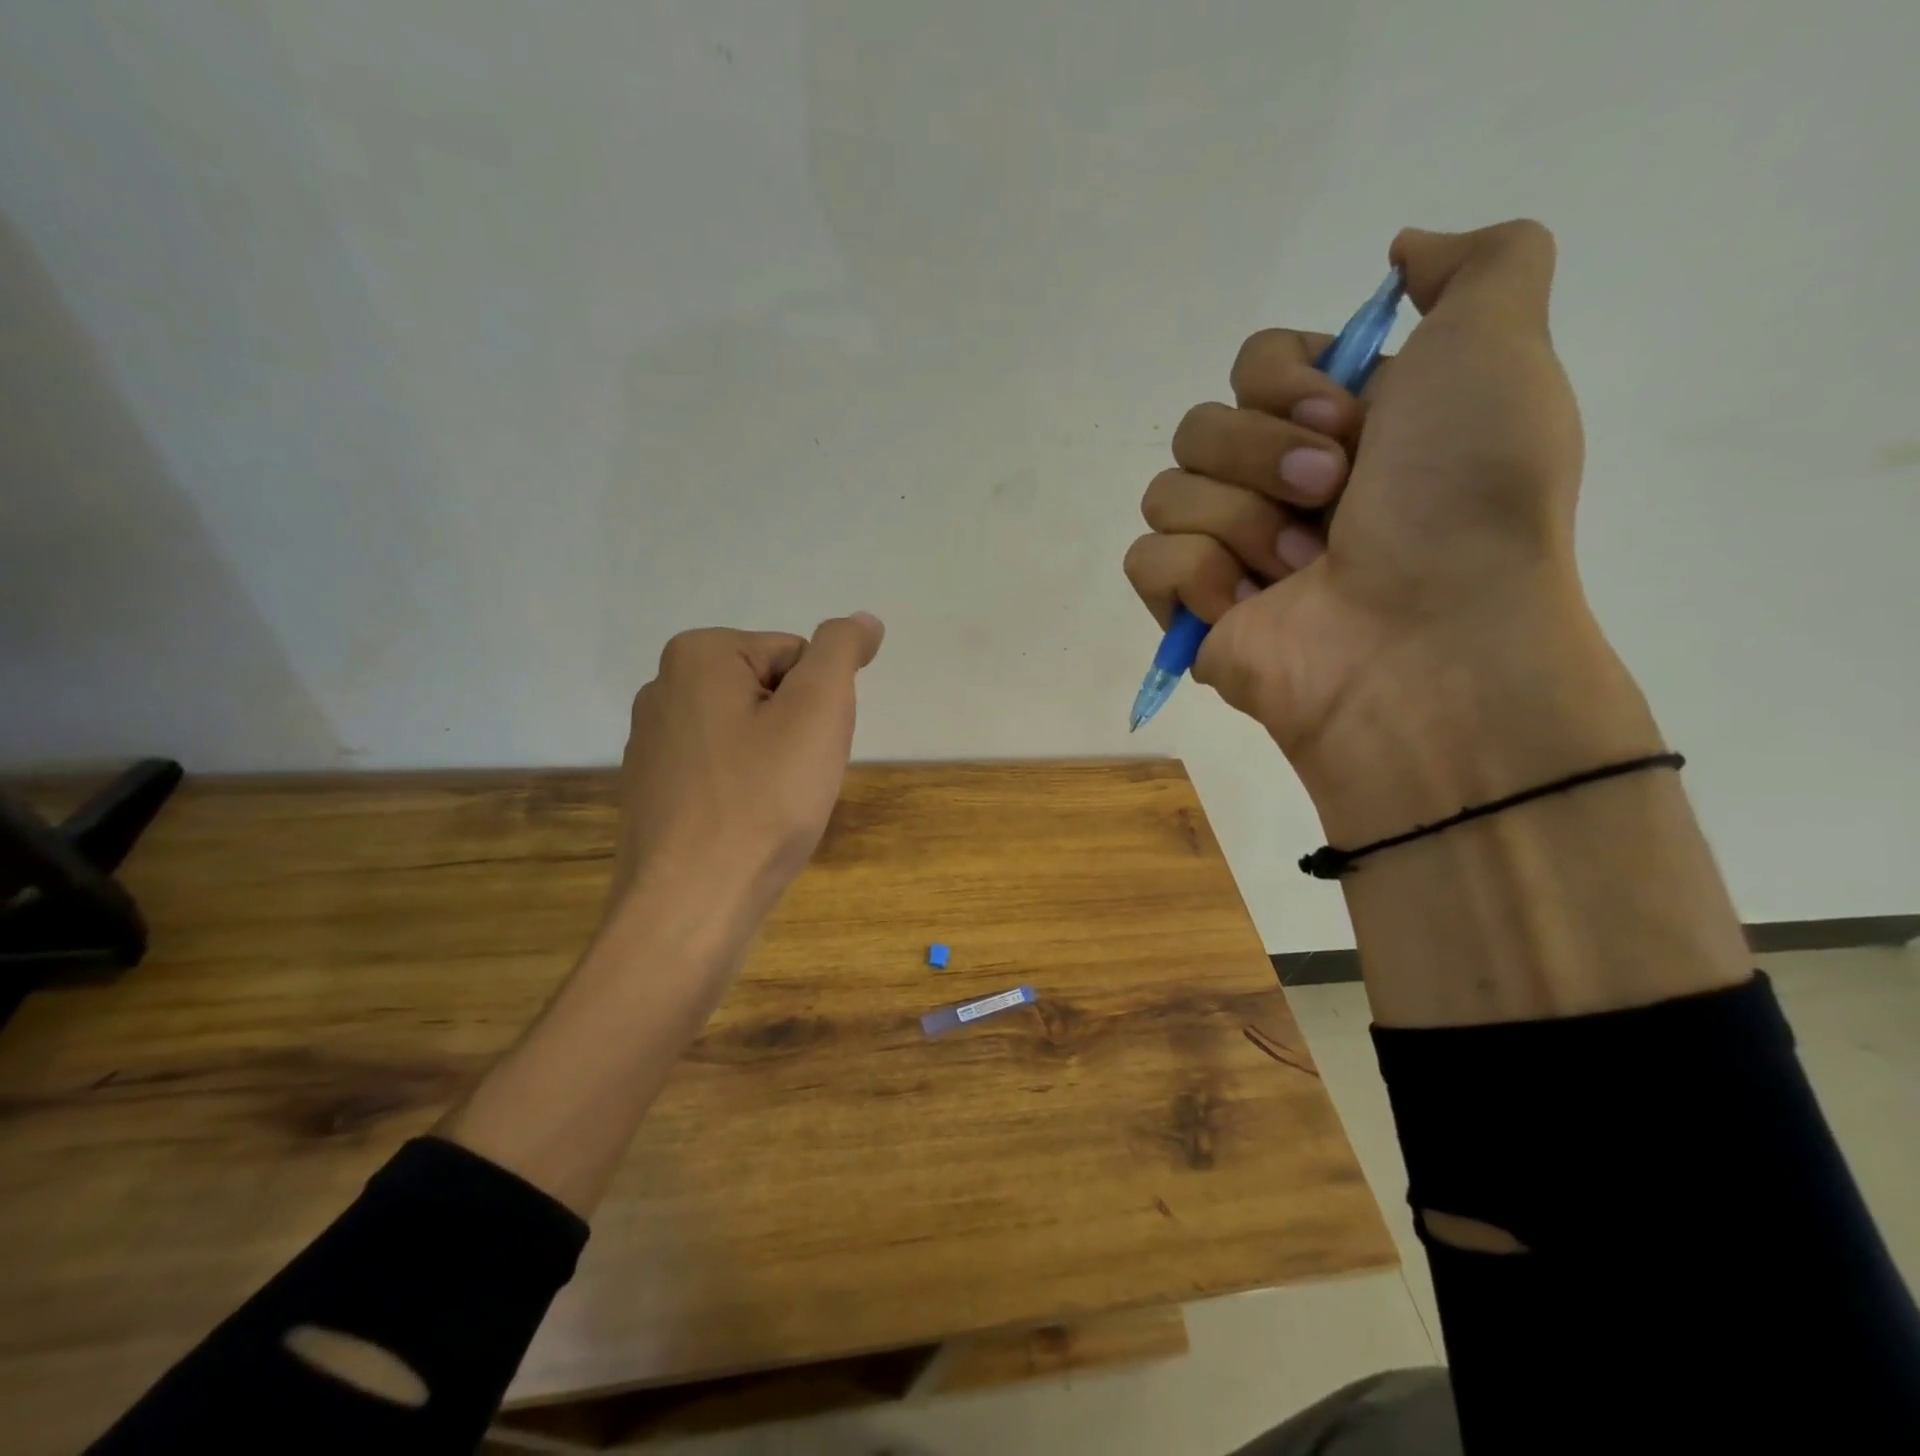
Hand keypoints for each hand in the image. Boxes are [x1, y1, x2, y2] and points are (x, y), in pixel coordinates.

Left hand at [608, 614, 884, 935]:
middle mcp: (662, 688)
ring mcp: (652, 743)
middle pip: (770, 691)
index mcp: (696, 655)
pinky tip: (747, 827)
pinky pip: (724, 771)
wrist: (692, 907)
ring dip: (776, 763)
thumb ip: (842, 651)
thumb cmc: (763, 800)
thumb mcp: (819, 710)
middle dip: (797, 731)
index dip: (820, 704)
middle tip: (795, 780)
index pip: (797, 655)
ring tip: (773, 807)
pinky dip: (747, 790)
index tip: (807, 750)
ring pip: (750, 734)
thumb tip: (863, 621)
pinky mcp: (653, 791)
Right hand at [1125, 221, 1653, 838]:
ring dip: (1241, 522)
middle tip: (1329, 498)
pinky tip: (1252, 608)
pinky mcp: (1191, 611)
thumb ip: (1479, 268)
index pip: (1254, 364)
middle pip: (1200, 425)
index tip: (1348, 420)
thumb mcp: (1500, 351)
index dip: (1287, 382)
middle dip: (1264, 455)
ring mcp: (1230, 553)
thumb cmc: (1464, 499)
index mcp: (1337, 429)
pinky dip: (1199, 577)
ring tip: (1301, 570)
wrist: (1427, 641)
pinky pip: (1147, 560)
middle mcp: (1278, 487)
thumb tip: (1403, 253)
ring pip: (1167, 491)